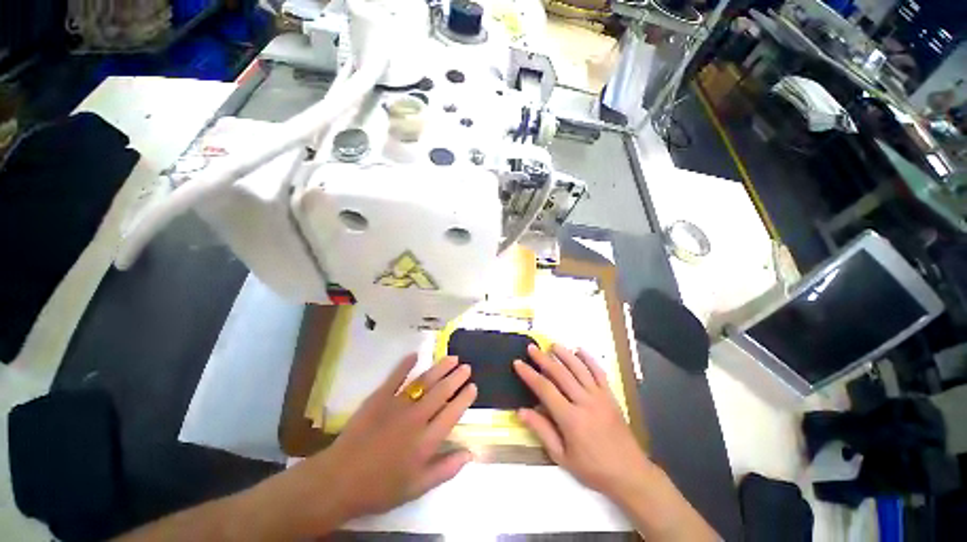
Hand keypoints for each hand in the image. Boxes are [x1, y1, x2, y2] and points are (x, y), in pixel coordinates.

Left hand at [284, 355, 477, 530]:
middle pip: (441, 392)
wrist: (339, 480)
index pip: (452, 412)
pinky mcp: (379, 398)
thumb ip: (446, 469)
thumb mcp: (417, 487)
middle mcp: (416, 418)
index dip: (465, 398)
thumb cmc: (380, 488)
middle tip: (467, 367)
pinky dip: (405, 364)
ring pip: (424, 381)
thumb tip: (472, 453)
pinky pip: (395, 377)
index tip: (473, 386)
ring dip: (440, 368)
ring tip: (452, 358)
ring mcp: (397, 405)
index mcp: (426, 440)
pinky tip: (415, 354)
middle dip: (456, 378)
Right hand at [513, 344, 648, 498]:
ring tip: (552, 345)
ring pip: (579, 369)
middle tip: (531, 348)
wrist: (629, 474)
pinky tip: (580, 350)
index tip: (518, 363)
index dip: (529, 374)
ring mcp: (600, 397)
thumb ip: (541, 431)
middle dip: (543, 359)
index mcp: (570, 419)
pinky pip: (599, 372)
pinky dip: (589, 359)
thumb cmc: (592, 469)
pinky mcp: (611, 396)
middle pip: (560, 374)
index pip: (545, 389)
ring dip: (564, 354)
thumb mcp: (562, 457)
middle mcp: (585, 402)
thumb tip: (521, 411)